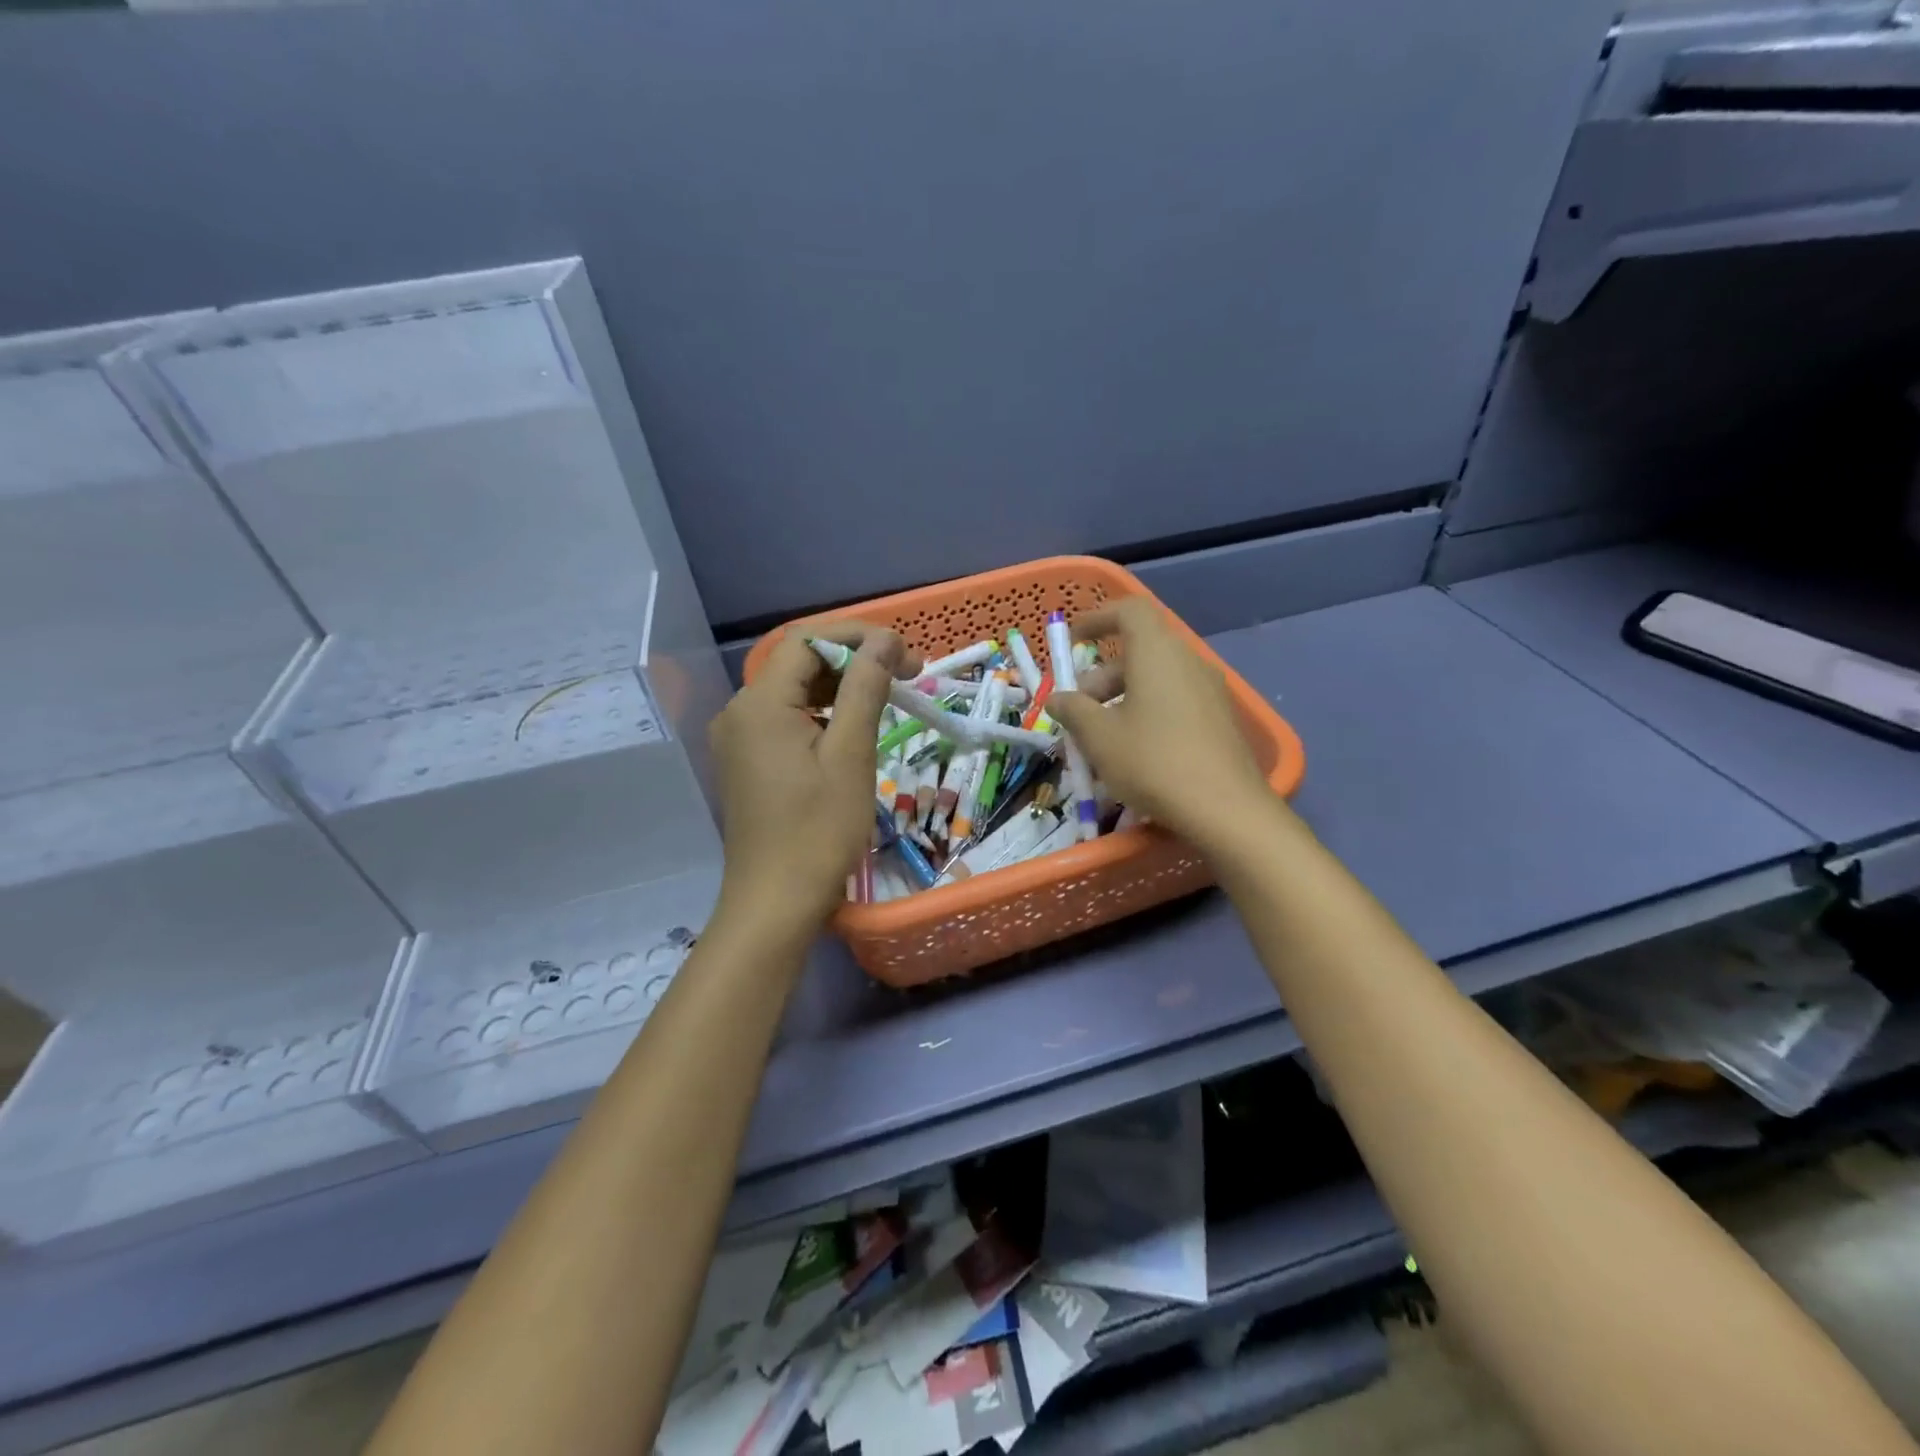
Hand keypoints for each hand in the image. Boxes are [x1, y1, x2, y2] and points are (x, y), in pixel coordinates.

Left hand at [708, 622, 920, 934]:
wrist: (775, 903)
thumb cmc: (818, 831)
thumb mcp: (851, 755)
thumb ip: (865, 689)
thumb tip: (885, 641)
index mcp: (760, 703)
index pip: (808, 641)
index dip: (860, 637)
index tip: (907, 656)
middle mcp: (740, 711)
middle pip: (799, 662)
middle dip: (854, 660)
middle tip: (907, 675)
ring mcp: (739, 738)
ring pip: (794, 690)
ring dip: (841, 686)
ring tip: (888, 698)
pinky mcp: (747, 760)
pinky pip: (786, 718)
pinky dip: (822, 713)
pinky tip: (853, 727)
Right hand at [1046, 599, 1271, 848]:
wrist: (1226, 809)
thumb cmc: (1153, 762)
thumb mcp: (1099, 737)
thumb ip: (1073, 710)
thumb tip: (1057, 699)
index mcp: (1158, 652)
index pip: (1129, 610)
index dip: (1097, 618)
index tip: (1074, 640)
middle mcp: (1188, 660)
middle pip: (1140, 650)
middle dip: (1102, 675)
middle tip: (1079, 710)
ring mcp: (1210, 689)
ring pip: (1157, 678)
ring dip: (1123, 696)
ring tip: (1101, 737)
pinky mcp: (1220, 718)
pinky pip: (1176, 699)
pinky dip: (1148, 711)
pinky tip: (1135, 750)